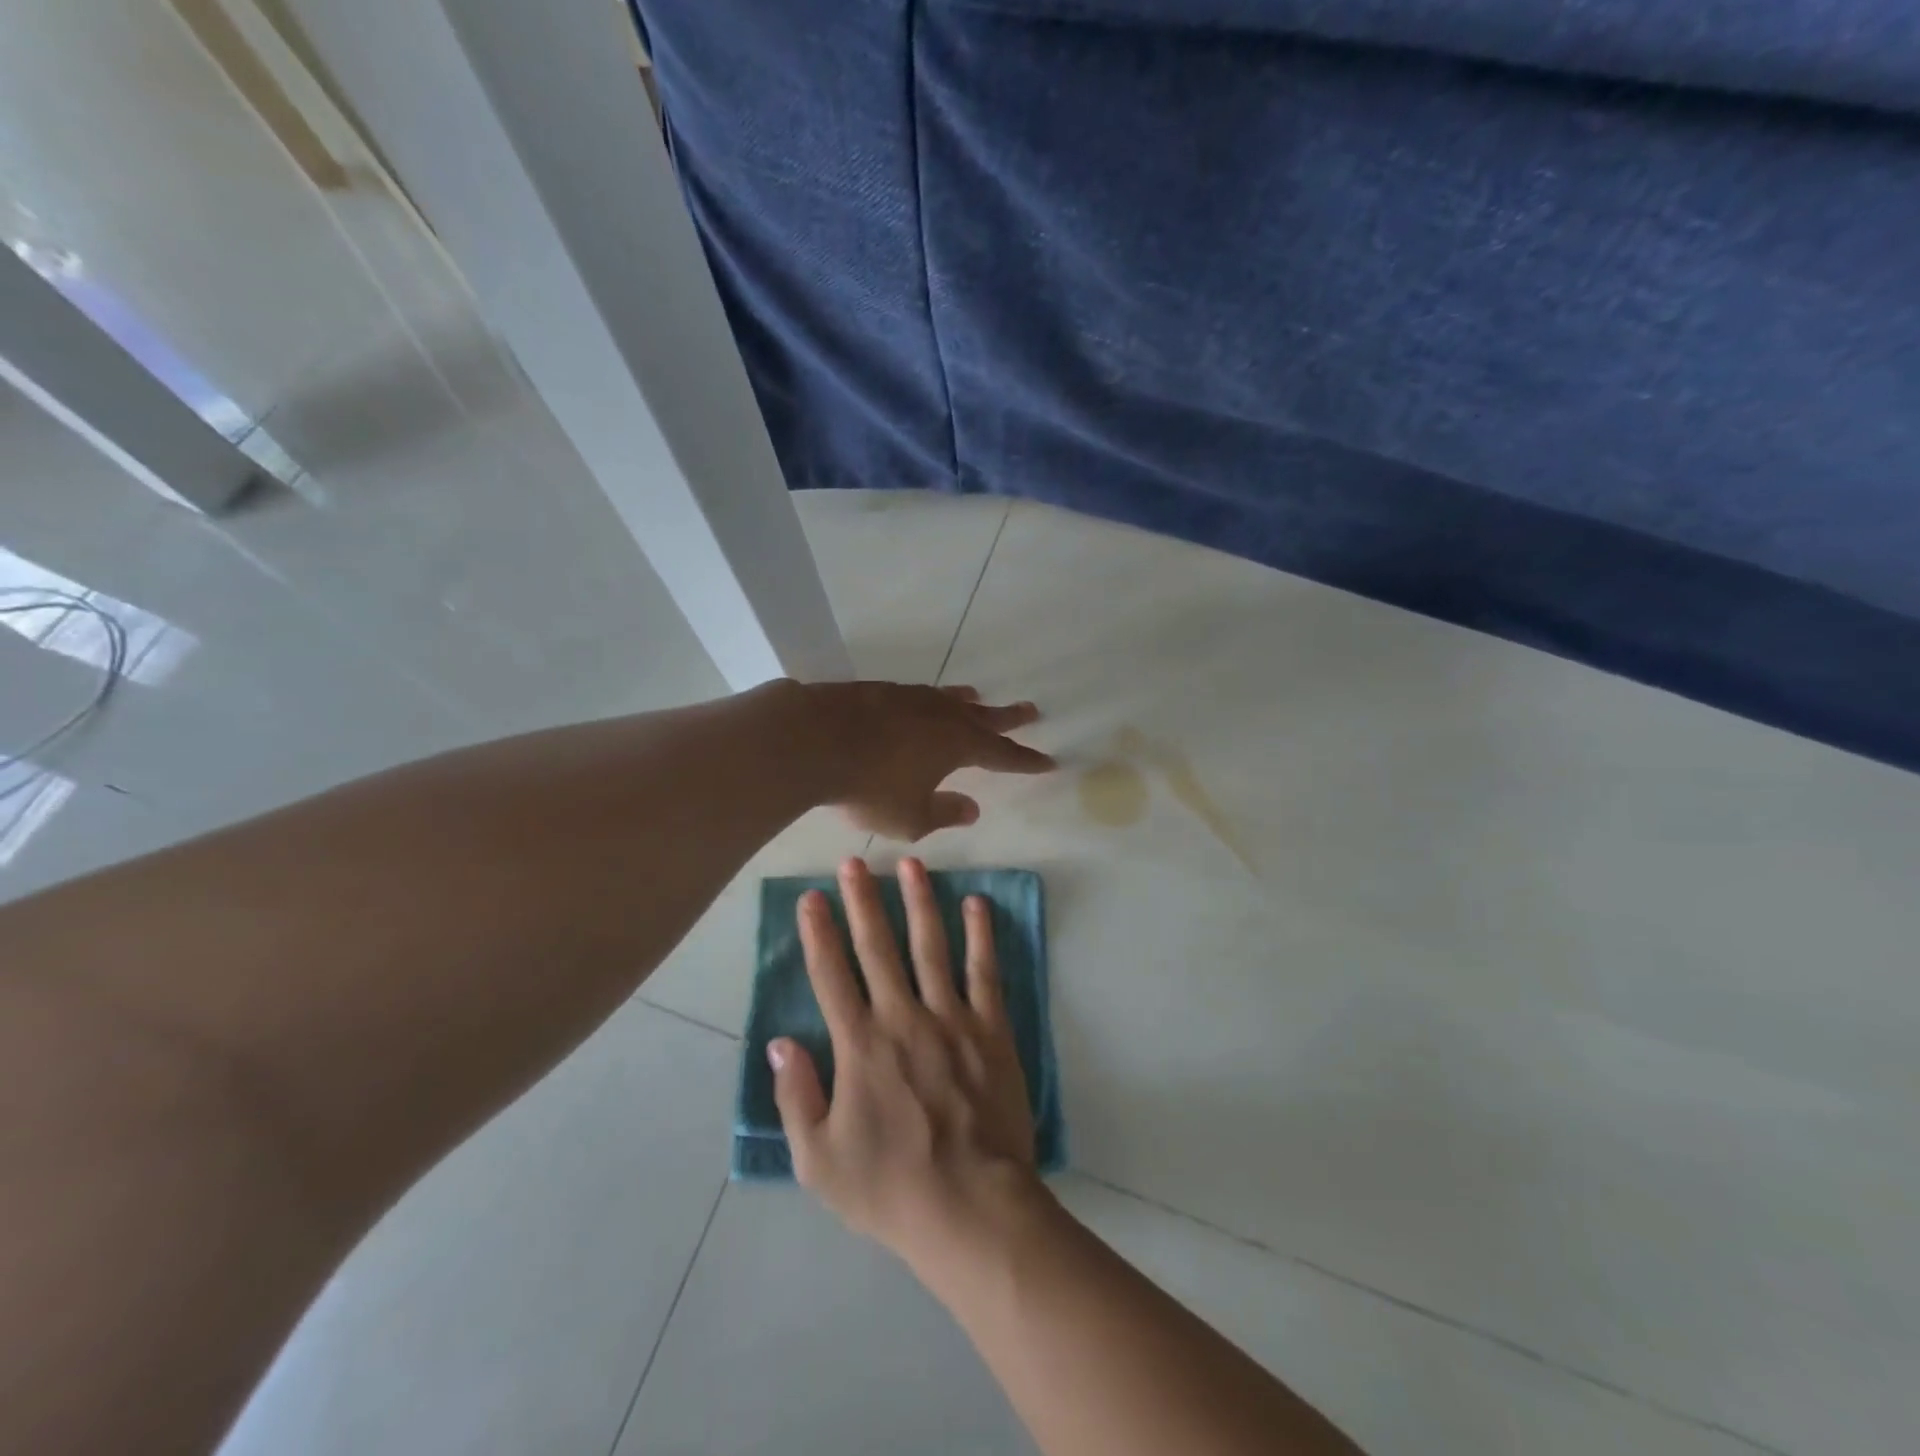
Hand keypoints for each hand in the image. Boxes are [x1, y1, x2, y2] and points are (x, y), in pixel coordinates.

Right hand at [768, 857, 1044, 1274]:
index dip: (819, 932)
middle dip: (863, 900)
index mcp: (860, 1046)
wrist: (971, 1207)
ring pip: (931, 946)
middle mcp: (902, 1018)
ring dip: (920, 901)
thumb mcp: (818, 1160)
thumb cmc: (889, 1187)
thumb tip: (780, 1042)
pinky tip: (977, 904)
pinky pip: (984, 972)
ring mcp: (951, 1019)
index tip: (811, 896)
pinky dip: (981, 935)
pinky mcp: (991, 1029)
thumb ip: (796, 1096)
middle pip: (878, 947)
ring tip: (912, 864)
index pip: (832, 975)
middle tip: (854, 862)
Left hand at [813, 683, 1054, 840]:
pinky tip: (922, 702)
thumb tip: (972, 808)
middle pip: (984, 716)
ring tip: (979, 697)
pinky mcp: (879, 690)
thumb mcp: (911, 817)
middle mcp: (941, 715)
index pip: (1002, 755)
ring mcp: (910, 697)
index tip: (1048, 761)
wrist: (813, 739)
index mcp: (958, 745)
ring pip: (949, 698)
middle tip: (1032, 710)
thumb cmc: (869, 786)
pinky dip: (930, 699)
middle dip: (1009, 717)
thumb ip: (945, 813)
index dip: (1026, 761)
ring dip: (968, 701)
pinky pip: (918, 694)